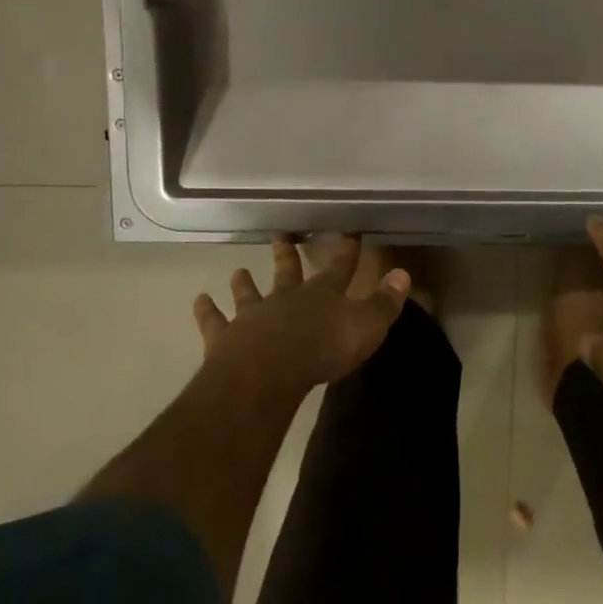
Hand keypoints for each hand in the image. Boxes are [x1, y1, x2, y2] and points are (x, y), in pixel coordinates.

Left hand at [193, 235, 409, 393]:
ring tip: (237, 270)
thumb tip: (403, 274)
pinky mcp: (226, 339)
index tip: (349, 232)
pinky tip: (199, 300)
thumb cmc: (324, 349)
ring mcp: (253, 316)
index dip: (346, 251)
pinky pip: (214, 322)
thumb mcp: (366, 326)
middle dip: (287, 256)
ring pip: (249, 293)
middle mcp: (286, 298)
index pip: (339, 267)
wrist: (270, 372)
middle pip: (287, 272)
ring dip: (244, 283)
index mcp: (322, 294)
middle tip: (279, 236)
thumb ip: (384, 303)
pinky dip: (206, 311)